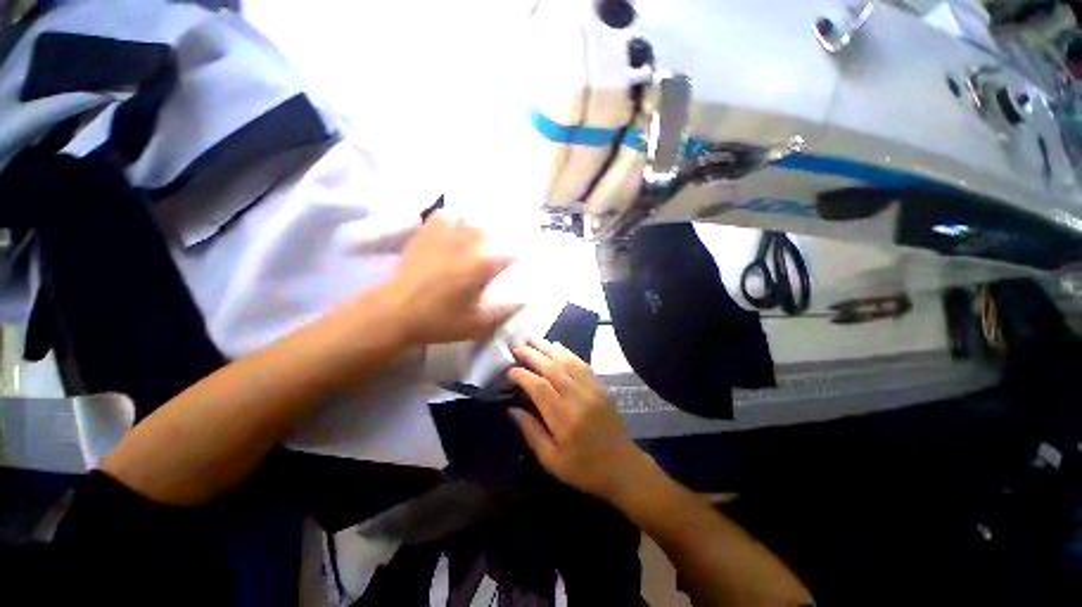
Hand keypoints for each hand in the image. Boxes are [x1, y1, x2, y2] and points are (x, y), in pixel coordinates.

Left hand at [385, 213, 520, 345]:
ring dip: (476, 226)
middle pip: (490, 230)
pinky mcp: (425, 236)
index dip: (515, 258)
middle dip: (497, 237)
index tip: (515, 263)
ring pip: (467, 219)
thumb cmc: (439, 321)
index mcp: (481, 267)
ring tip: (477, 236)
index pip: (509, 255)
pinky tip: (452, 228)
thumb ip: (502, 312)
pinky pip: (442, 217)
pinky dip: (451, 219)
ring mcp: (444, 237)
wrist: (395, 313)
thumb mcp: (476, 325)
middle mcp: (466, 246)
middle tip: (497, 248)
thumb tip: (523, 302)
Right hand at [507, 339, 650, 501]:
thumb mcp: (551, 461)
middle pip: (552, 369)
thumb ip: (531, 432)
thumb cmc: (584, 468)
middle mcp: (578, 399)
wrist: (622, 467)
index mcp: (563, 420)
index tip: (510, 370)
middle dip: (533, 355)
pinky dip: (568, 353)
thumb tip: (512, 409)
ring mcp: (592, 390)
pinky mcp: (601, 387)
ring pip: (568, 362)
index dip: (523, 375)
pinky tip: (558, 346)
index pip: (539, 388)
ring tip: (534, 340)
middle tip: (518, 347)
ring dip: (549, 349)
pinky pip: (583, 364)